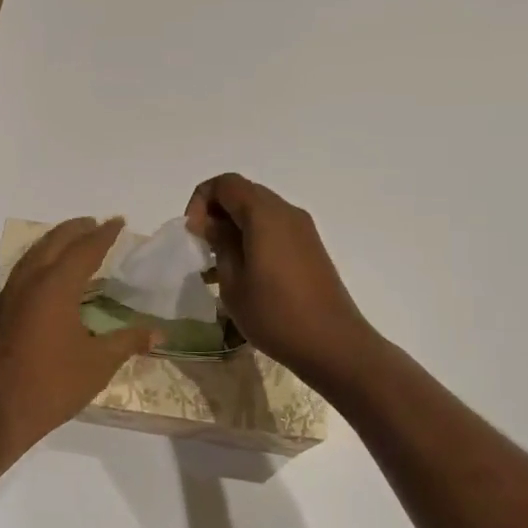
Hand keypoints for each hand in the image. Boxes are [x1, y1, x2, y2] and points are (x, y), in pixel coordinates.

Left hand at [0, 217, 159, 456]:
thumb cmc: (51, 385)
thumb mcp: (98, 364)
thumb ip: (128, 342)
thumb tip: (159, 333)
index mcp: (55, 286)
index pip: (84, 249)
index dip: (103, 234)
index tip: (118, 222)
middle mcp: (29, 281)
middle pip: (54, 242)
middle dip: (76, 230)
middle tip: (95, 224)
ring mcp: (9, 295)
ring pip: (34, 254)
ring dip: (55, 241)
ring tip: (73, 241)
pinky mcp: (0, 312)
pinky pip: (23, 270)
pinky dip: (41, 259)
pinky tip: (49, 274)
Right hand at [185, 174, 383, 386]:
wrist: (333, 345)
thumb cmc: (275, 314)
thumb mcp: (233, 281)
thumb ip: (219, 244)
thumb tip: (211, 224)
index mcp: (264, 214)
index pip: (225, 183)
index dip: (201, 200)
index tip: (194, 234)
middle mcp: (286, 212)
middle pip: (243, 193)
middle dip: (216, 213)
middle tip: (202, 248)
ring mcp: (302, 230)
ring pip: (259, 212)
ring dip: (234, 228)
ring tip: (218, 265)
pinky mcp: (310, 248)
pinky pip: (274, 229)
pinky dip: (253, 239)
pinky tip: (243, 274)